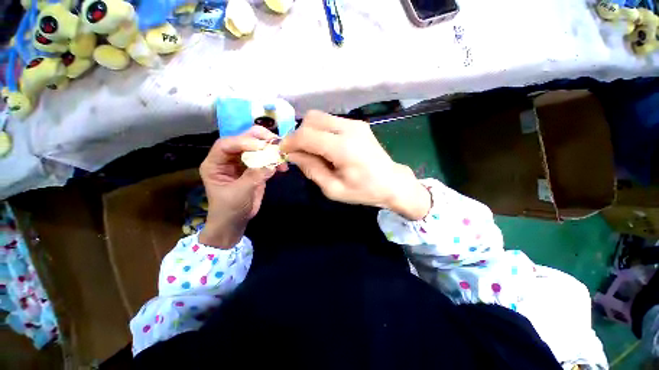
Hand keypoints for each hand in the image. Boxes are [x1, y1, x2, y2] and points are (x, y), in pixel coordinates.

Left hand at [199, 126, 287, 247]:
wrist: (236, 221)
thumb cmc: (229, 209)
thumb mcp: (239, 193)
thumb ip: (253, 176)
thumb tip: (271, 163)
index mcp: (216, 163)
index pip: (227, 144)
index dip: (243, 142)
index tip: (261, 146)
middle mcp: (229, 159)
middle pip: (243, 140)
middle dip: (260, 139)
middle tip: (275, 142)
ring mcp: (243, 163)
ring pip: (257, 148)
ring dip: (271, 150)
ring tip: (283, 155)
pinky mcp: (256, 169)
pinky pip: (266, 160)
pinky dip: (275, 162)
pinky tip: (283, 167)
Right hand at [281, 111, 430, 219]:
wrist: (392, 182)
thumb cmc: (363, 191)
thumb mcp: (333, 189)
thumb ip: (311, 169)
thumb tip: (293, 155)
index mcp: (343, 148)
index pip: (306, 135)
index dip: (290, 142)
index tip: (283, 152)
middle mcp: (349, 129)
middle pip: (311, 119)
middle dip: (299, 135)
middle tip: (299, 153)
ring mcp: (355, 123)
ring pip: (320, 117)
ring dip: (310, 132)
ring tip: (313, 151)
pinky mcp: (358, 124)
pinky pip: (330, 121)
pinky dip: (321, 131)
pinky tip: (326, 147)